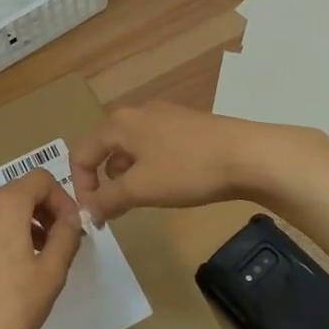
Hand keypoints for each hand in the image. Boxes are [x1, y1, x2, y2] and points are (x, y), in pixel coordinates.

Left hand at [0, 168, 82, 328]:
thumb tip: (72, 217)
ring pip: (1, 214)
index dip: (63, 198)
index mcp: (6, 207)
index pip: (40, 179)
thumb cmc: (12, 307)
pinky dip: (6, 240)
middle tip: (62, 242)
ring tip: (42, 260)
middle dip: (46, 210)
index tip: (74, 227)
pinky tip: (13, 277)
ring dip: (27, 225)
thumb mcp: (51, 272)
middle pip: (19, 192)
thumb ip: (66, 236)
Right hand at [69, 104, 308, 223]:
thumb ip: (107, 200)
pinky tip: (170, 183)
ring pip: (130, 148)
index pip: (81, 154)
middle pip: (104, 149)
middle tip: (116, 210)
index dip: (81, 188)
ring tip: (144, 199)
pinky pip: (153, 146)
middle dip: (104, 182)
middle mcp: (136, 112)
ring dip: (127, 176)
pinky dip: (149, 167)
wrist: (248, 155)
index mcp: (118, 123)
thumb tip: (86, 211)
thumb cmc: (187, 169)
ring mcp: (163, 115)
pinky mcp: (185, 124)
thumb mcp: (141, 189)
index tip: (94, 216)